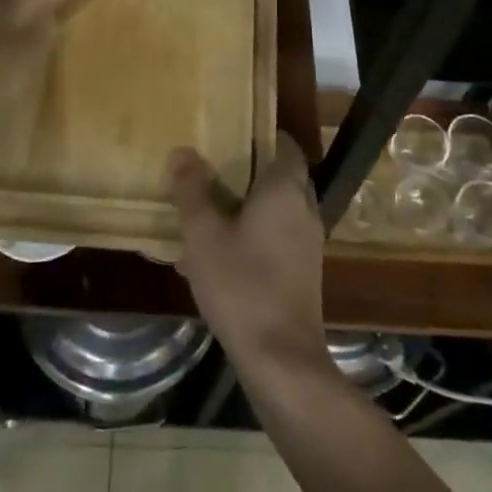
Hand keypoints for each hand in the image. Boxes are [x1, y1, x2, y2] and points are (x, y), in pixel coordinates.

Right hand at [167, 136, 330, 382]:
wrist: (281, 359)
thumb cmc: (242, 285)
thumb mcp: (204, 235)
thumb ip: (192, 191)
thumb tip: (182, 151)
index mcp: (285, 190)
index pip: (284, 144)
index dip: (260, 135)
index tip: (231, 133)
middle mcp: (304, 208)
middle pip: (282, 175)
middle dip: (251, 169)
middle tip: (214, 167)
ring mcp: (309, 242)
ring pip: (280, 208)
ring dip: (251, 204)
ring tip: (210, 210)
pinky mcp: (305, 271)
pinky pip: (280, 236)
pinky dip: (256, 233)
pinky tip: (221, 254)